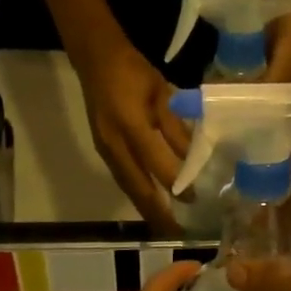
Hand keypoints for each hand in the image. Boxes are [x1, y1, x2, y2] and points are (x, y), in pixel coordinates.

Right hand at [73, 41, 191, 228]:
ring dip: (146, 209)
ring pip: (128, 187)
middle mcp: (114, 143)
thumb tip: (193, 158)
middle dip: (157, 212)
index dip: (175, 183)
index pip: (155, 162)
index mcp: (131, 123)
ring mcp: (105, 149)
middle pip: (137, 186)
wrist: (95, 59)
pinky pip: (123, 180)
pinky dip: (138, 196)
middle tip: (176, 232)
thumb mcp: (161, 93)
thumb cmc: (133, 71)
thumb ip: (175, 127)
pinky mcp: (103, 151)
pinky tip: (150, 205)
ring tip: (164, 227)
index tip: (195, 199)